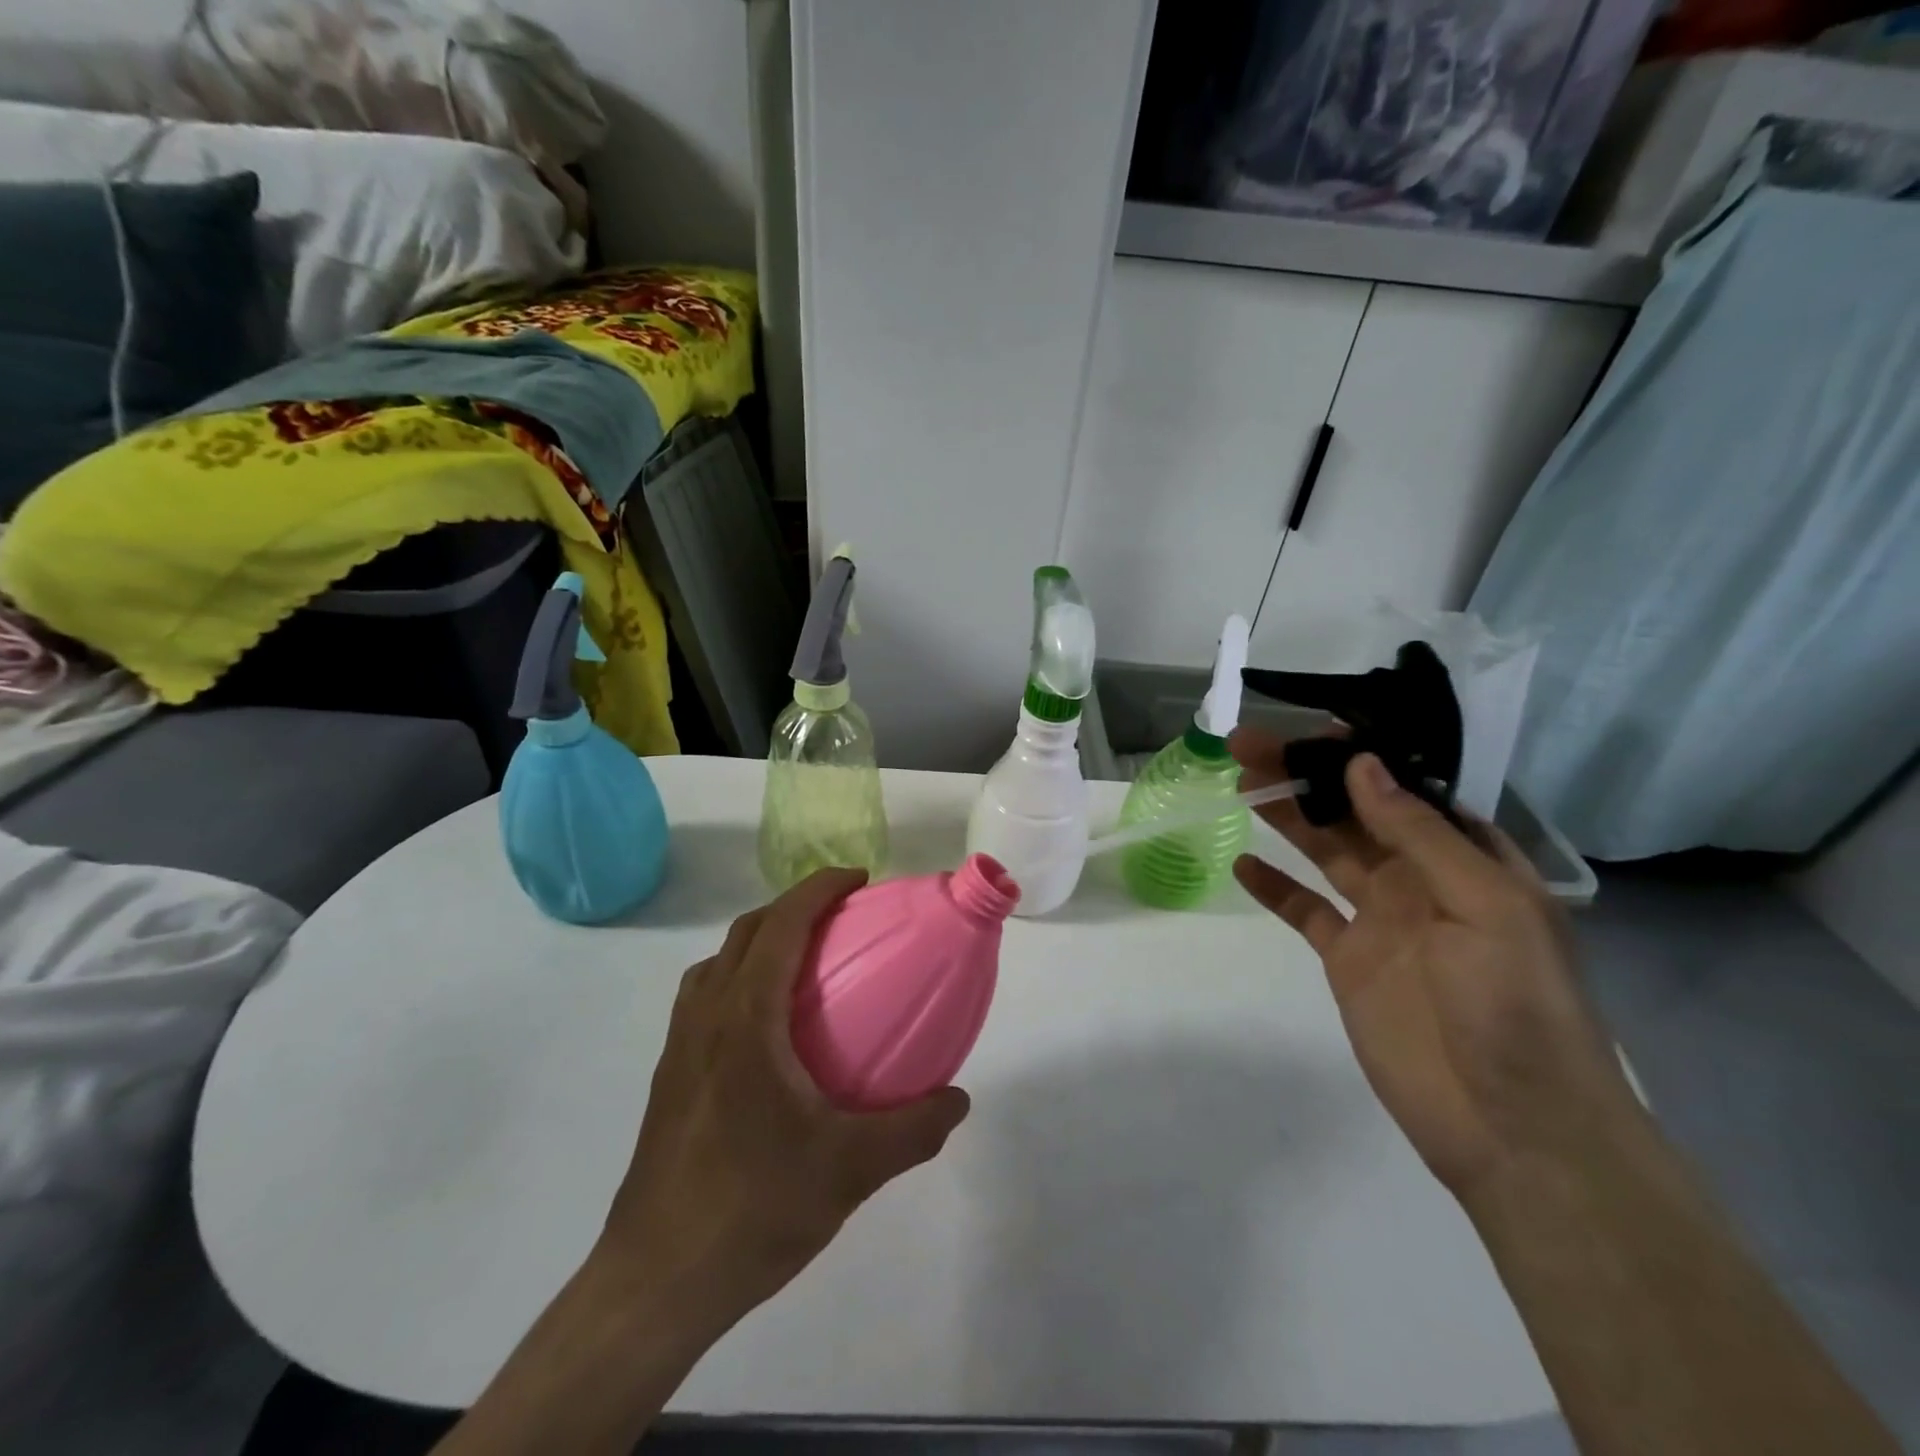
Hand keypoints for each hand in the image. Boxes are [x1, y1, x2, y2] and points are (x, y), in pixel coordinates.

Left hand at [593, 868, 969, 1346]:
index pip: (782, 924)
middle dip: (794, 907)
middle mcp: (706, 1016)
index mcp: (746, 1018)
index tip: (859, 880)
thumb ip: (913, 1129)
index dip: (819, 888)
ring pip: (718, 963)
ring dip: (761, 941)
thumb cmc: (752, 1208)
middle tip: (842, 918)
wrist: (656, 1282)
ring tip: (804, 964)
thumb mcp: (850, 1171)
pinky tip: (768, 1031)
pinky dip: (739, 980)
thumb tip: (958, 1099)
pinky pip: (705, 998)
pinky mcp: (669, 1078)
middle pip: (747, 931)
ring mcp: (680, 1047)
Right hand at [1231, 731, 1641, 1198]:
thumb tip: (1362, 764)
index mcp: (1467, 859)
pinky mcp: (1347, 958)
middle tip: (1248, 744)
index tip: (1312, 726)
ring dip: (1285, 815)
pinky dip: (1274, 887)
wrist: (1512, 1126)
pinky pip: (1304, 910)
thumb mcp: (1484, 906)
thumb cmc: (1517, 1005)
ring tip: (1239, 781)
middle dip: (1306, 775)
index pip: (1407, 788)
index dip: (1361, 754)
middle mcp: (1421, 879)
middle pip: (1354, 812)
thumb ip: (1419, 835)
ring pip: (1325, 851)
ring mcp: (1381, 919)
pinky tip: (1243, 863)